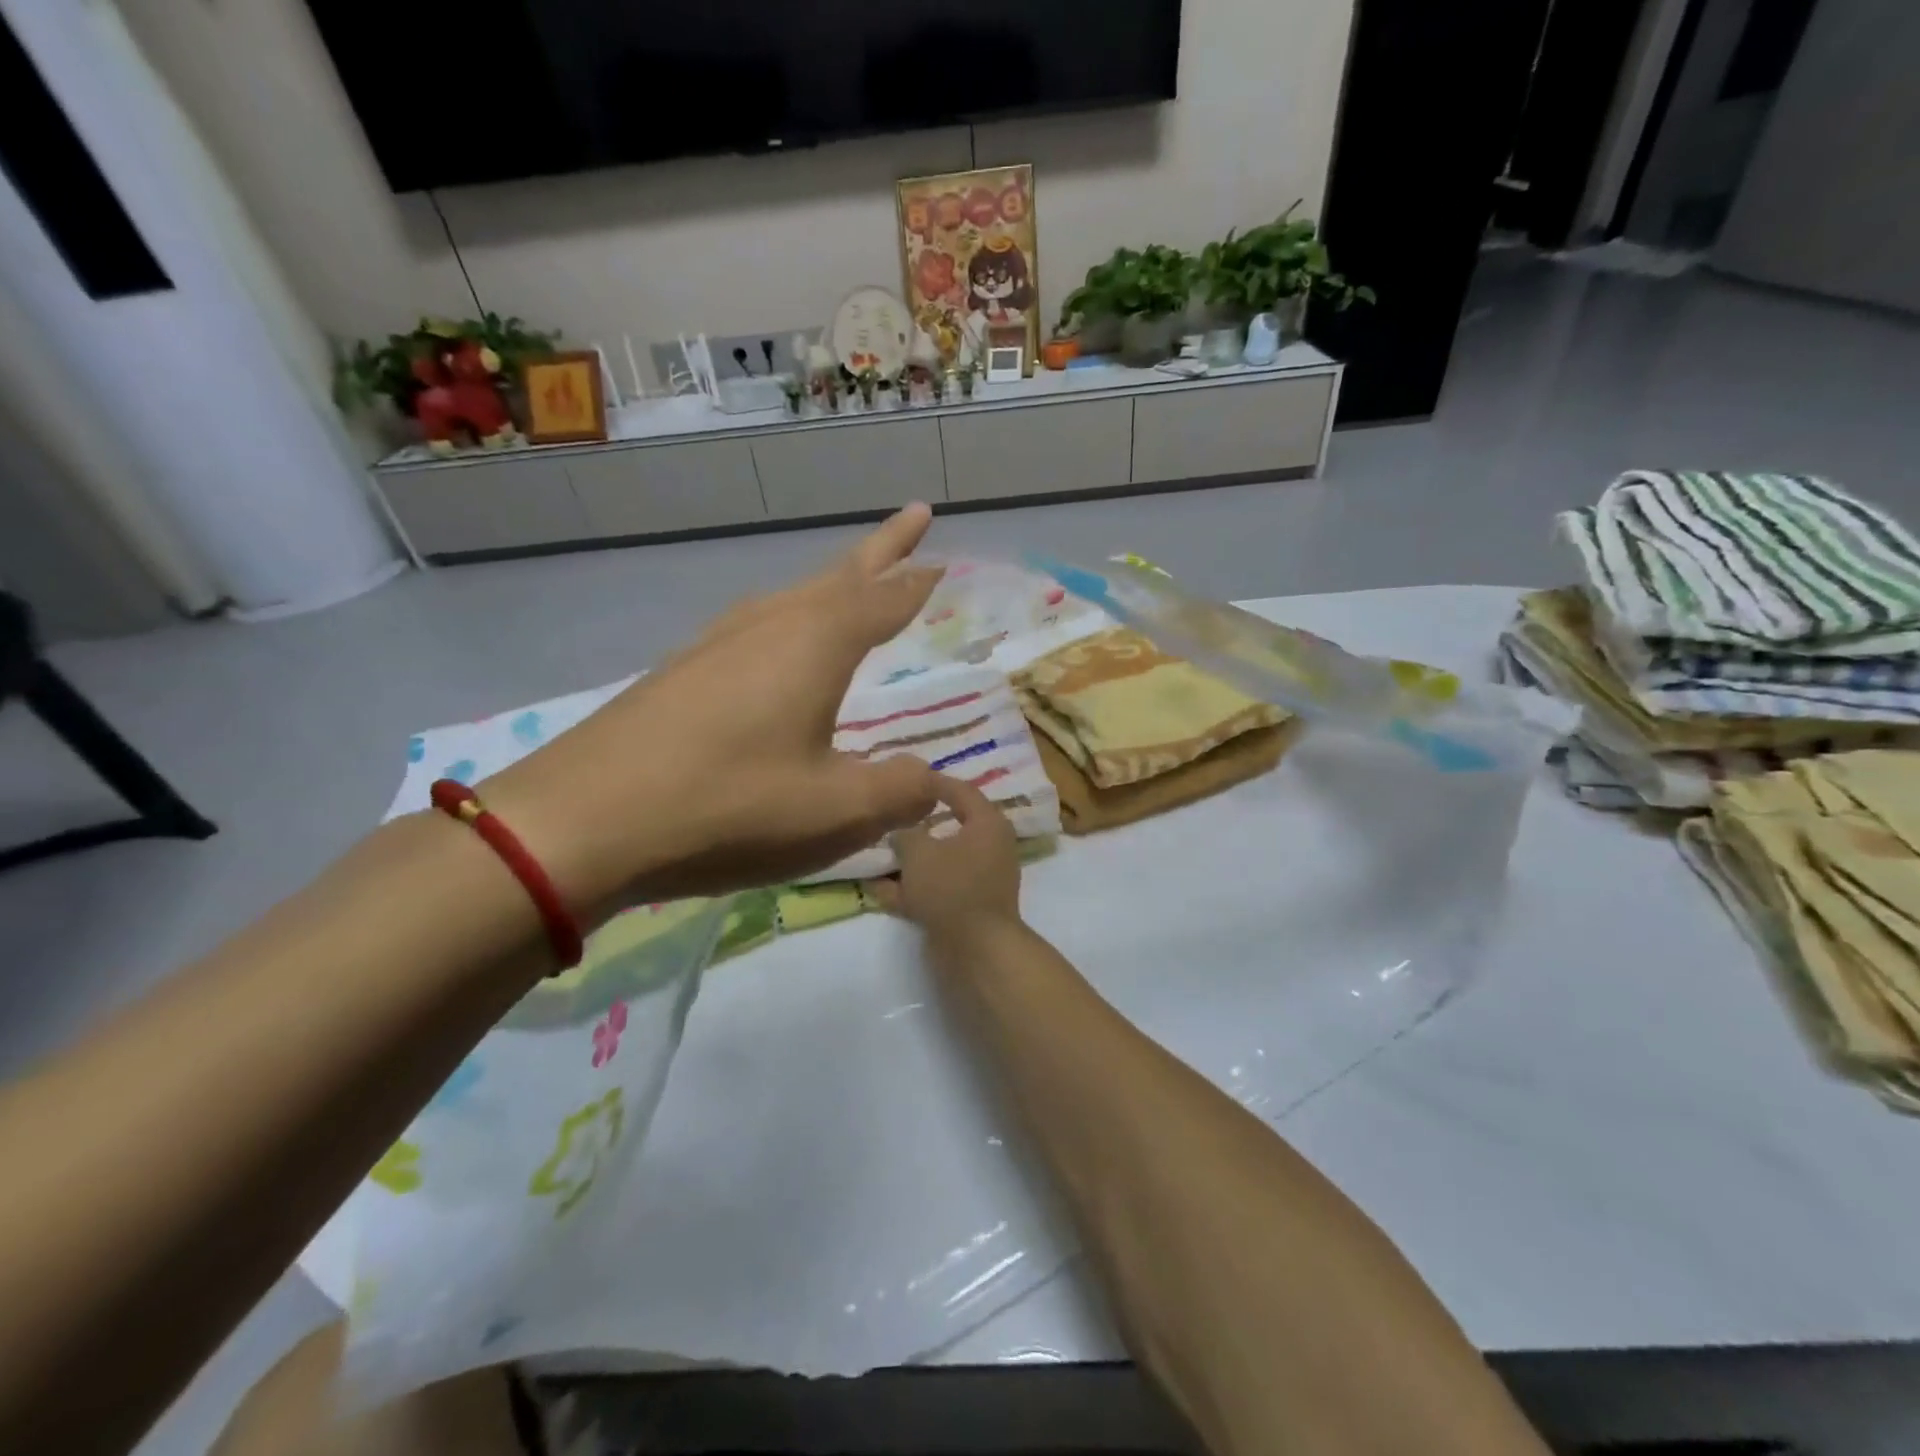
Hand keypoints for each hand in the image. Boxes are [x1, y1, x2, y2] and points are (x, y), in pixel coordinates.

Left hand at [486, 506, 944, 909]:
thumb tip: (933, 784)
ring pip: (793, 597)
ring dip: (832, 584)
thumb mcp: (833, 811)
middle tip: (914, 520)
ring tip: (855, 582)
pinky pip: (757, 626)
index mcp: (815, 644)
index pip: (883, 599)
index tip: (944, 558)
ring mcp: (717, 643)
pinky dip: (789, 619)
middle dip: (881, 551)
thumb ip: (897, 793)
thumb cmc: (726, 806)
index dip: (917, 582)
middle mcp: (769, 626)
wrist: (582, 821)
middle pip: (838, 578)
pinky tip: (777, 644)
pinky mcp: (682, 670)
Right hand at [870, 773, 1023, 942]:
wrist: (976, 949)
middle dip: (918, 826)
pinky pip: (936, 889)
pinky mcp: (967, 908)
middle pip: (950, 828)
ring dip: (910, 861)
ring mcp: (979, 880)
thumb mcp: (919, 852)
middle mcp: (989, 848)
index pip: (961, 791)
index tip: (908, 778)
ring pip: (940, 862)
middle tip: (891, 816)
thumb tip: (901, 834)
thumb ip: (906, 836)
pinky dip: (911, 889)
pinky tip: (878, 890)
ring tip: (878, 856)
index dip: (934, 783)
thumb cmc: (951, 887)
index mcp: (987, 824)